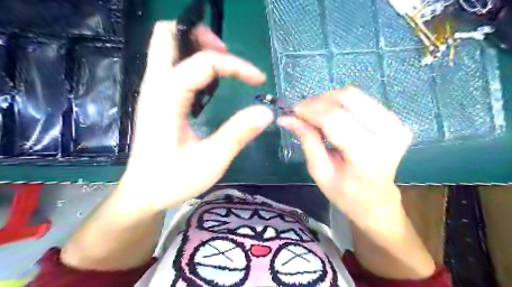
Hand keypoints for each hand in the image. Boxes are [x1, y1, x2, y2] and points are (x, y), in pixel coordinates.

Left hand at [120, 22, 274, 211]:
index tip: (258, 80)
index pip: (202, 63)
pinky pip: (172, 64)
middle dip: (201, 37)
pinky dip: (193, 61)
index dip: (235, 65)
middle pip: (167, 35)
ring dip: (197, 46)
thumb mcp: (211, 160)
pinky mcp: (158, 99)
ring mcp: (153, 91)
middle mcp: (155, 87)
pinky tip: (211, 82)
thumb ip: (238, 133)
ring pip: (168, 46)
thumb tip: (266, 112)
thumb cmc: (174, 179)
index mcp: (166, 100)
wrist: (144, 192)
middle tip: (227, 56)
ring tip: (224, 66)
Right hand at [276, 87, 410, 221]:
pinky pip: (362, 100)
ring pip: (355, 94)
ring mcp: (396, 124)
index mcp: (366, 154)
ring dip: (329, 100)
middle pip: (347, 97)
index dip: (310, 109)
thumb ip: (307, 140)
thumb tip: (286, 118)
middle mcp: (387, 133)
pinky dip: (341, 104)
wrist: (377, 200)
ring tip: (316, 115)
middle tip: (303, 113)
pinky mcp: (396, 120)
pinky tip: (333, 117)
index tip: (292, 111)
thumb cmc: (345, 193)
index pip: (334, 118)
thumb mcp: (320, 171)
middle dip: (319, 101)